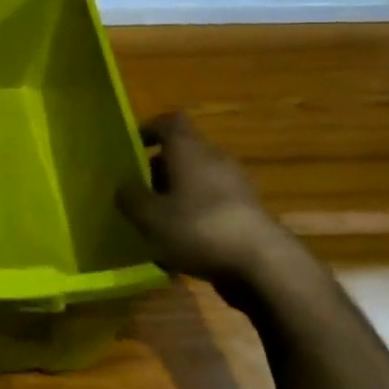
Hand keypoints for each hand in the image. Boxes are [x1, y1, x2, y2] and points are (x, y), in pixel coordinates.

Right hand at [118, 113, 294, 288]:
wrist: (265, 266)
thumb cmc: (198, 228)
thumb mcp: (149, 216)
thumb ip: (130, 198)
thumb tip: (124, 187)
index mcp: (190, 150)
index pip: (170, 122)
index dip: (149, 130)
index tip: (131, 147)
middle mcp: (216, 160)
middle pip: (184, 153)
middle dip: (160, 170)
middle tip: (139, 192)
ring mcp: (237, 187)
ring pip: (199, 181)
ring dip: (178, 196)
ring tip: (158, 222)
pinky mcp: (249, 214)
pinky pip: (214, 206)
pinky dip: (197, 217)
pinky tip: (184, 245)